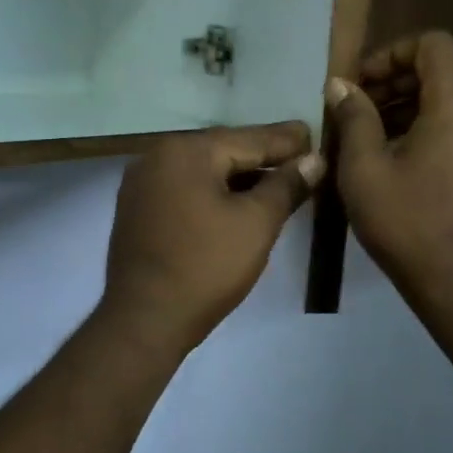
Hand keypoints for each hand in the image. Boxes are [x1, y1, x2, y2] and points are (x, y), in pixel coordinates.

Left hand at [101, 123, 324, 352]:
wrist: (144, 320)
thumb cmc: (206, 266)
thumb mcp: (257, 223)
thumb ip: (286, 185)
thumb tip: (313, 159)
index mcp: (186, 151)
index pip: (249, 138)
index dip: (286, 140)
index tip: (314, 132)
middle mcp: (158, 156)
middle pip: (224, 150)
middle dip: (263, 155)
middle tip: (301, 155)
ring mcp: (143, 183)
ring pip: (205, 170)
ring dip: (240, 175)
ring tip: (278, 179)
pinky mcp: (138, 209)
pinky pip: (187, 188)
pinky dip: (215, 191)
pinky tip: (239, 200)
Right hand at [327, 31, 452, 307]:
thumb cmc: (410, 224)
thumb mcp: (365, 169)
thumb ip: (354, 117)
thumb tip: (341, 86)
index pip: (432, 45)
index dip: (391, 54)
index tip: (360, 85)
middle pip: (445, 71)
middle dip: (398, 82)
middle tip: (359, 110)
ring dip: (415, 106)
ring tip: (375, 136)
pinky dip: (438, 127)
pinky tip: (405, 159)